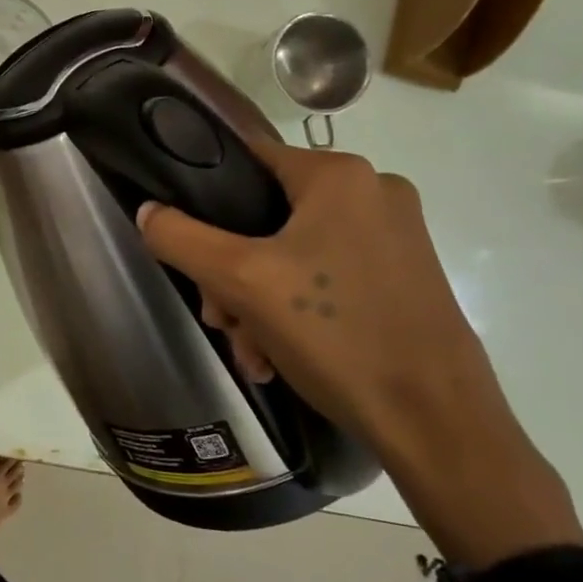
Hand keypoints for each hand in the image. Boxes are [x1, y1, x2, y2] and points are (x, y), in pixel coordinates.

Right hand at [134, 141, 515, 469]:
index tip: (189, 251)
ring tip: (252, 351)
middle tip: (221, 320)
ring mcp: (393, 236)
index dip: (206, 201)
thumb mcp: (241, 282)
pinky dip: (294, 311)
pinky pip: (325, 277)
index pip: (246, 160)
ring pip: (291, 253)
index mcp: (339, 175)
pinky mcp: (402, 276)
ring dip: (256, 301)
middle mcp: (372, 192)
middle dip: (231, 274)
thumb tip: (148, 211)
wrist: (434, 420)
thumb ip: (182, 238)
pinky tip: (277, 356)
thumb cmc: (336, 334)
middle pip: (265, 216)